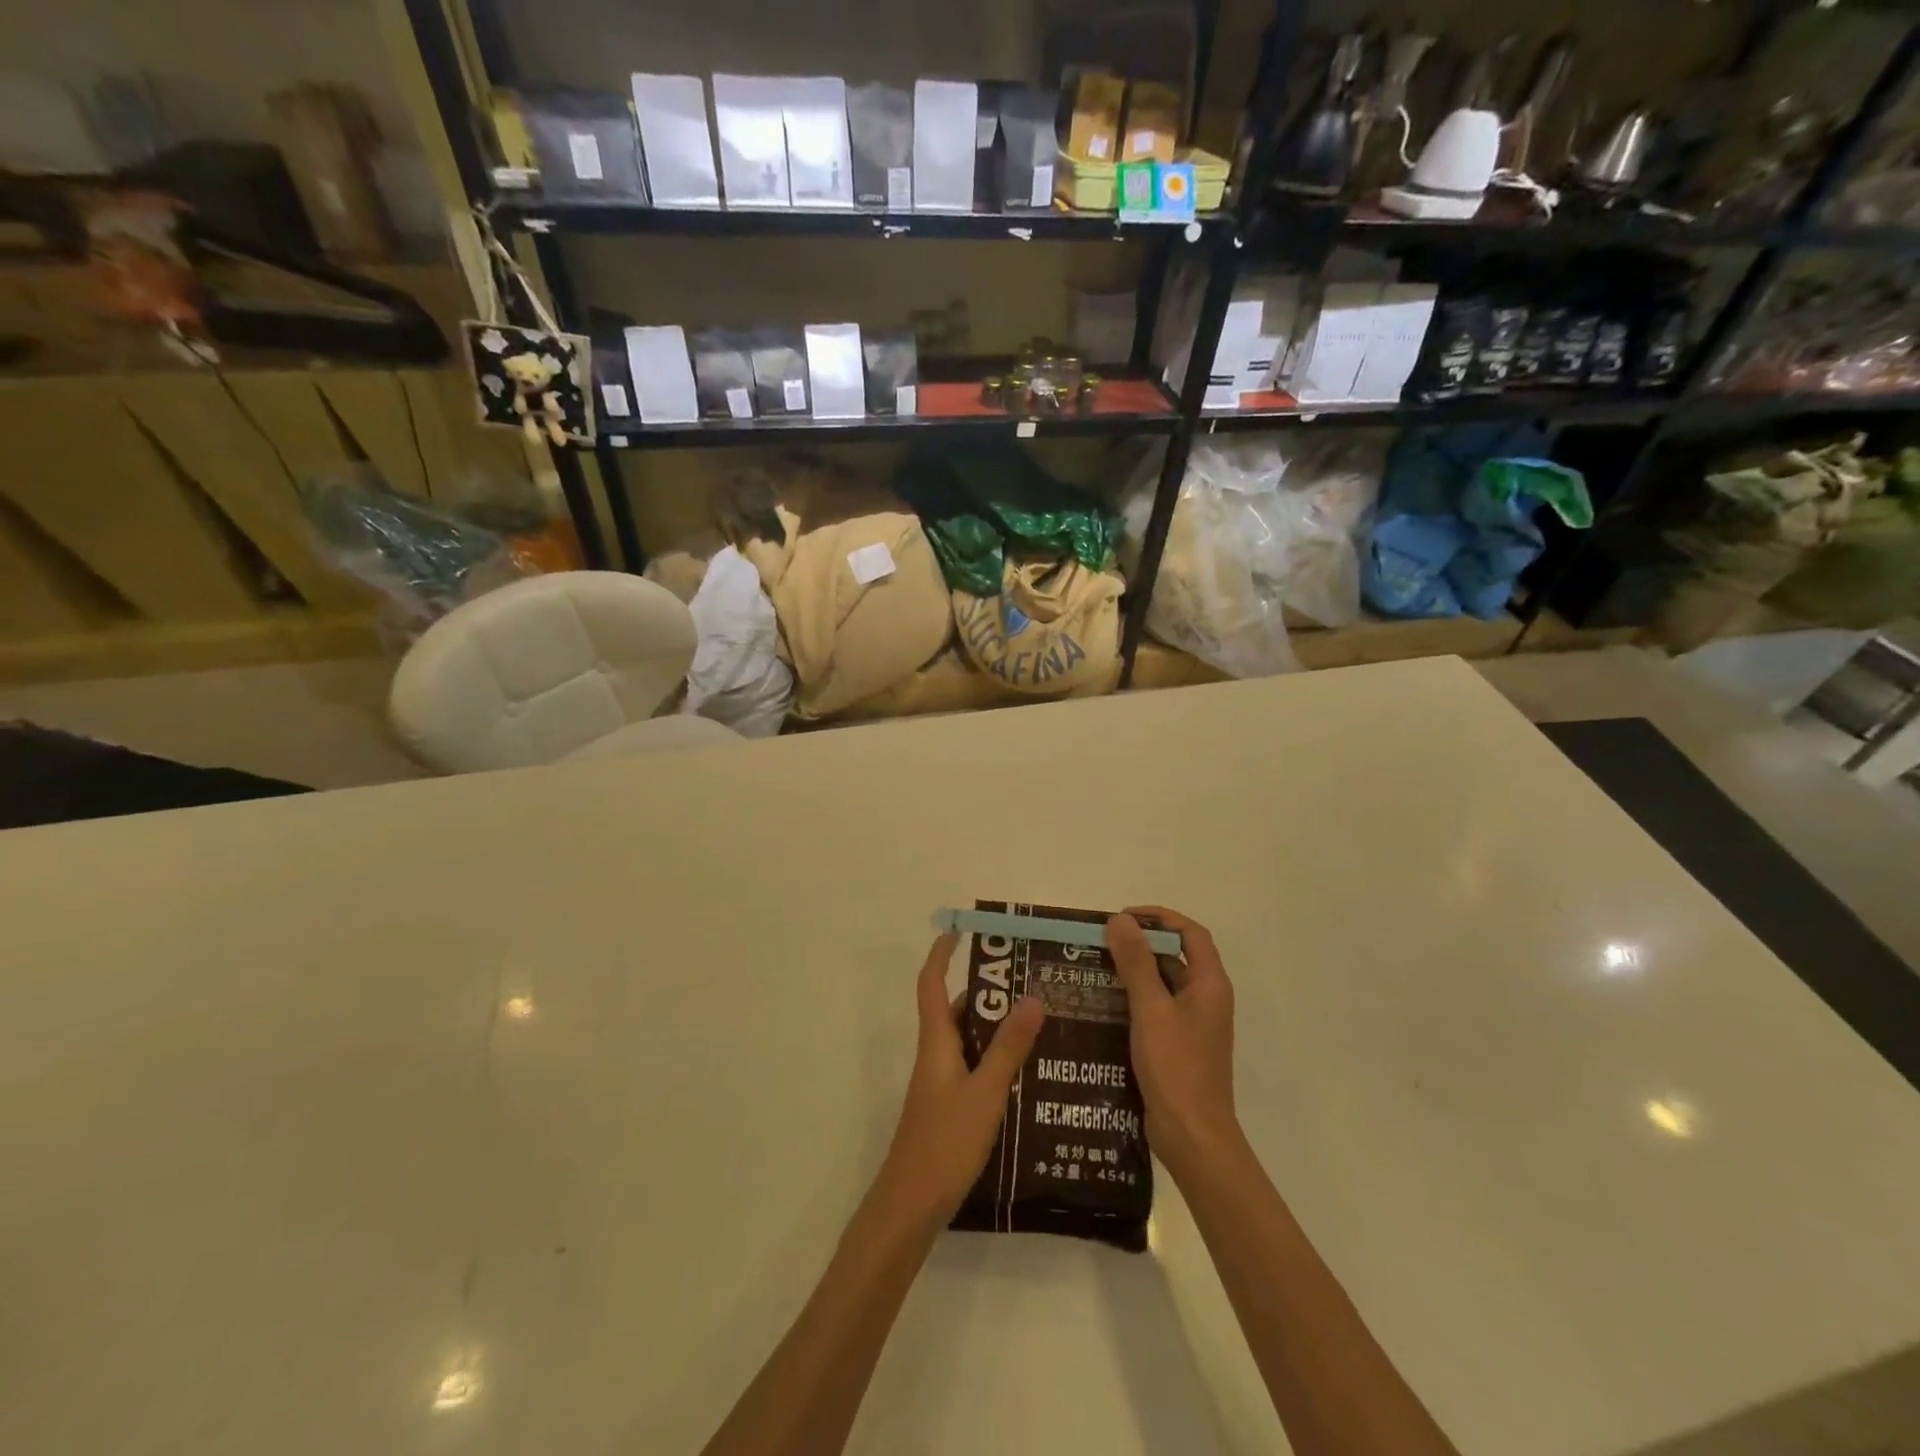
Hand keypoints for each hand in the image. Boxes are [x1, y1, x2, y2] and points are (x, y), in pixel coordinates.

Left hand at [869, 933, 1044, 1235]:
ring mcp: (942, 1083)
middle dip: (989, 993)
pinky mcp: (950, 1107)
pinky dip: (997, 1061)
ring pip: (970, 1042)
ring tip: (1042, 1025)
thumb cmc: (945, 1141)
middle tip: (1031, 984)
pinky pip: (975, 1068)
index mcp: (937, 1042)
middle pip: (958, 1011)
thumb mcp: (985, 1092)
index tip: (960, 931)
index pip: (932, 984)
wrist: (911, 1205)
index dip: (941, 954)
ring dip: (998, 1030)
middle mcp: (937, 1055)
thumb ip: (1009, 1047)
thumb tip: (1032, 997)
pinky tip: (1030, 1074)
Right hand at [1107, 908, 1239, 1183]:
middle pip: (1176, 956)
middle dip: (1141, 943)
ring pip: (1163, 983)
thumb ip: (1136, 962)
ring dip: (1134, 971)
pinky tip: (1103, 1004)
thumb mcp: (1151, 1009)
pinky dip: (1133, 999)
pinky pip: (1156, 1009)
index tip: (1124, 917)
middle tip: (1101, 941)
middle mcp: (1206, 999)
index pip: (1190, 933)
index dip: (1160, 917)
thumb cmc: (1176, 1068)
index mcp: (1210, 984)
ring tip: (1095, 968)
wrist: (1193, 1138)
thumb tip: (1120, 919)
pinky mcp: (1178, 1045)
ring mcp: (1193, 1024)